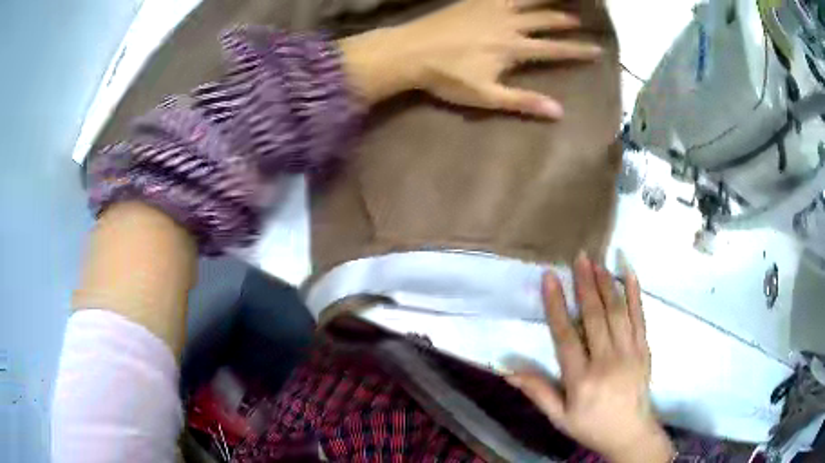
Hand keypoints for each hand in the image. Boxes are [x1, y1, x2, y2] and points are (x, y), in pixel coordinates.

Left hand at [339, 0, 601, 117]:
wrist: (410, 52)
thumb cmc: (446, 77)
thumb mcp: (486, 96)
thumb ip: (523, 101)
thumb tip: (559, 113)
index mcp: (513, 48)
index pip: (553, 49)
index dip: (576, 50)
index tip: (597, 50)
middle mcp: (507, 24)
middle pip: (543, 20)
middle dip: (564, 20)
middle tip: (580, 19)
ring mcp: (489, 8)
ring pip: (525, 0)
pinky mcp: (472, 1)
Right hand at [506, 253, 675, 462]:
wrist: (631, 433)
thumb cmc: (591, 426)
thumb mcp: (559, 417)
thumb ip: (538, 392)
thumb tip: (509, 371)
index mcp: (581, 380)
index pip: (566, 337)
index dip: (556, 305)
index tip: (550, 278)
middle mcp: (607, 362)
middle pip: (595, 317)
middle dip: (585, 284)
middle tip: (579, 257)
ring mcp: (630, 353)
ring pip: (618, 312)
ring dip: (607, 284)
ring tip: (597, 262)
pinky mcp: (645, 349)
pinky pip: (640, 317)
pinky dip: (635, 293)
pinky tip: (629, 273)